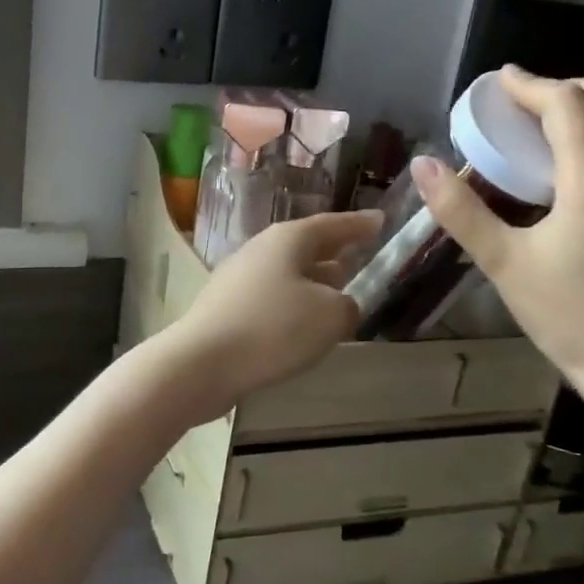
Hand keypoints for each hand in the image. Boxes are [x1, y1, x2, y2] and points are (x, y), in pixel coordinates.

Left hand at [159, 209, 382, 417]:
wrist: (202, 363)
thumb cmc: (272, 328)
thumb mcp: (329, 315)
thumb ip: (347, 305)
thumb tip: (339, 305)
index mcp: (287, 240)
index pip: (331, 224)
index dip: (359, 224)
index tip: (381, 220)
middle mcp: (260, 251)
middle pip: (305, 246)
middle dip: (334, 251)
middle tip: (362, 254)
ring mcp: (239, 279)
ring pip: (288, 273)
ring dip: (314, 280)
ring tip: (340, 290)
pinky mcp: (227, 308)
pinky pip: (272, 297)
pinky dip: (294, 304)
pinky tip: (304, 325)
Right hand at [412, 66, 583, 396]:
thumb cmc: (567, 315)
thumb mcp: (502, 262)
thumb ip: (460, 209)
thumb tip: (423, 165)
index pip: (568, 106)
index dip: (531, 86)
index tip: (499, 81)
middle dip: (573, 87)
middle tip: (529, 101)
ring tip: (545, 138)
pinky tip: (577, 184)